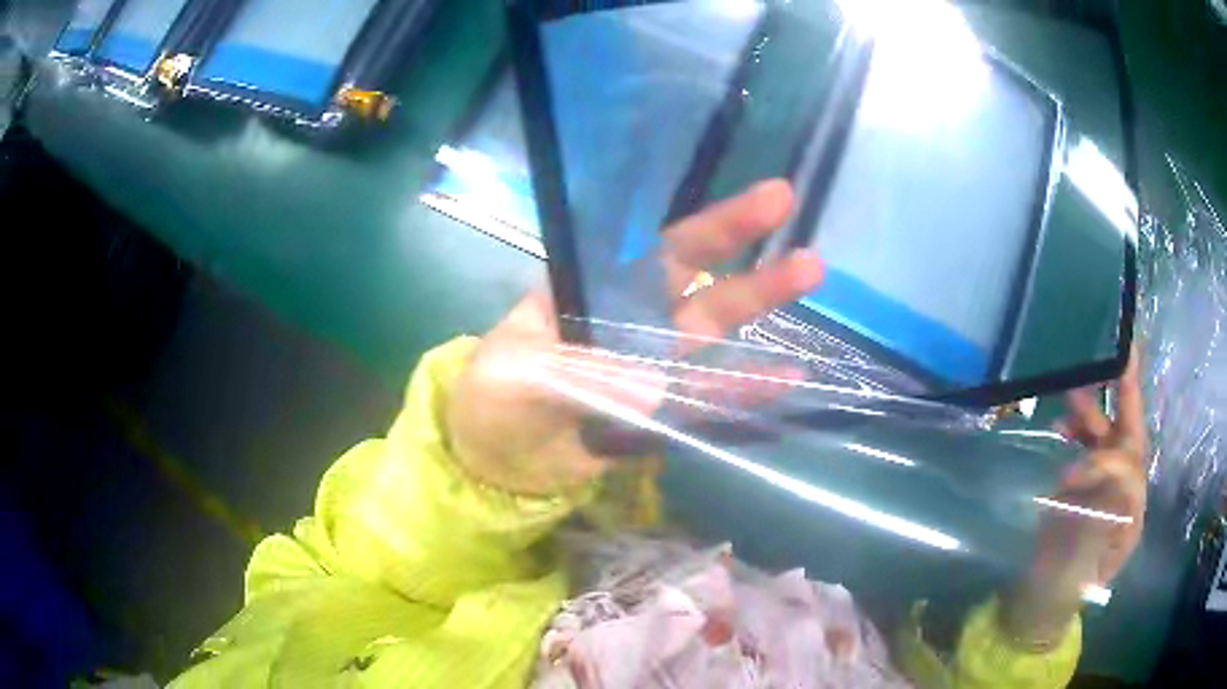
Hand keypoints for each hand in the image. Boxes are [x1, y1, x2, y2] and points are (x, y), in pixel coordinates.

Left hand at [446, 180, 822, 495]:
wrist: (495, 461)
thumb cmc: (493, 400)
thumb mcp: (516, 375)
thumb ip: (574, 373)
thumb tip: (648, 387)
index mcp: (593, 291)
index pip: (656, 249)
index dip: (709, 226)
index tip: (761, 200)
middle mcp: (631, 319)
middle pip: (696, 281)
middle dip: (743, 250)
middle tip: (794, 218)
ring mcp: (651, 365)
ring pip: (711, 332)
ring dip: (757, 306)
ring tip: (810, 272)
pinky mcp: (661, 410)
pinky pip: (707, 398)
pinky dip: (744, 390)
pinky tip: (788, 376)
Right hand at [1003, 348, 1148, 643]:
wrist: (1042, 601)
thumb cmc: (1059, 592)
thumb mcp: (1076, 568)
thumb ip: (1095, 522)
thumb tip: (1106, 478)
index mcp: (1131, 515)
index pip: (1131, 470)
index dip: (1106, 463)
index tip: (1068, 475)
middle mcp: (1126, 493)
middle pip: (1130, 439)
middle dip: (1125, 399)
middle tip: (1118, 355)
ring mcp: (1108, 488)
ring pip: (1110, 437)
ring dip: (1095, 412)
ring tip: (1071, 389)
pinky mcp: (1089, 485)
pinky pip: (1090, 447)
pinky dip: (1079, 430)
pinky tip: (1061, 424)